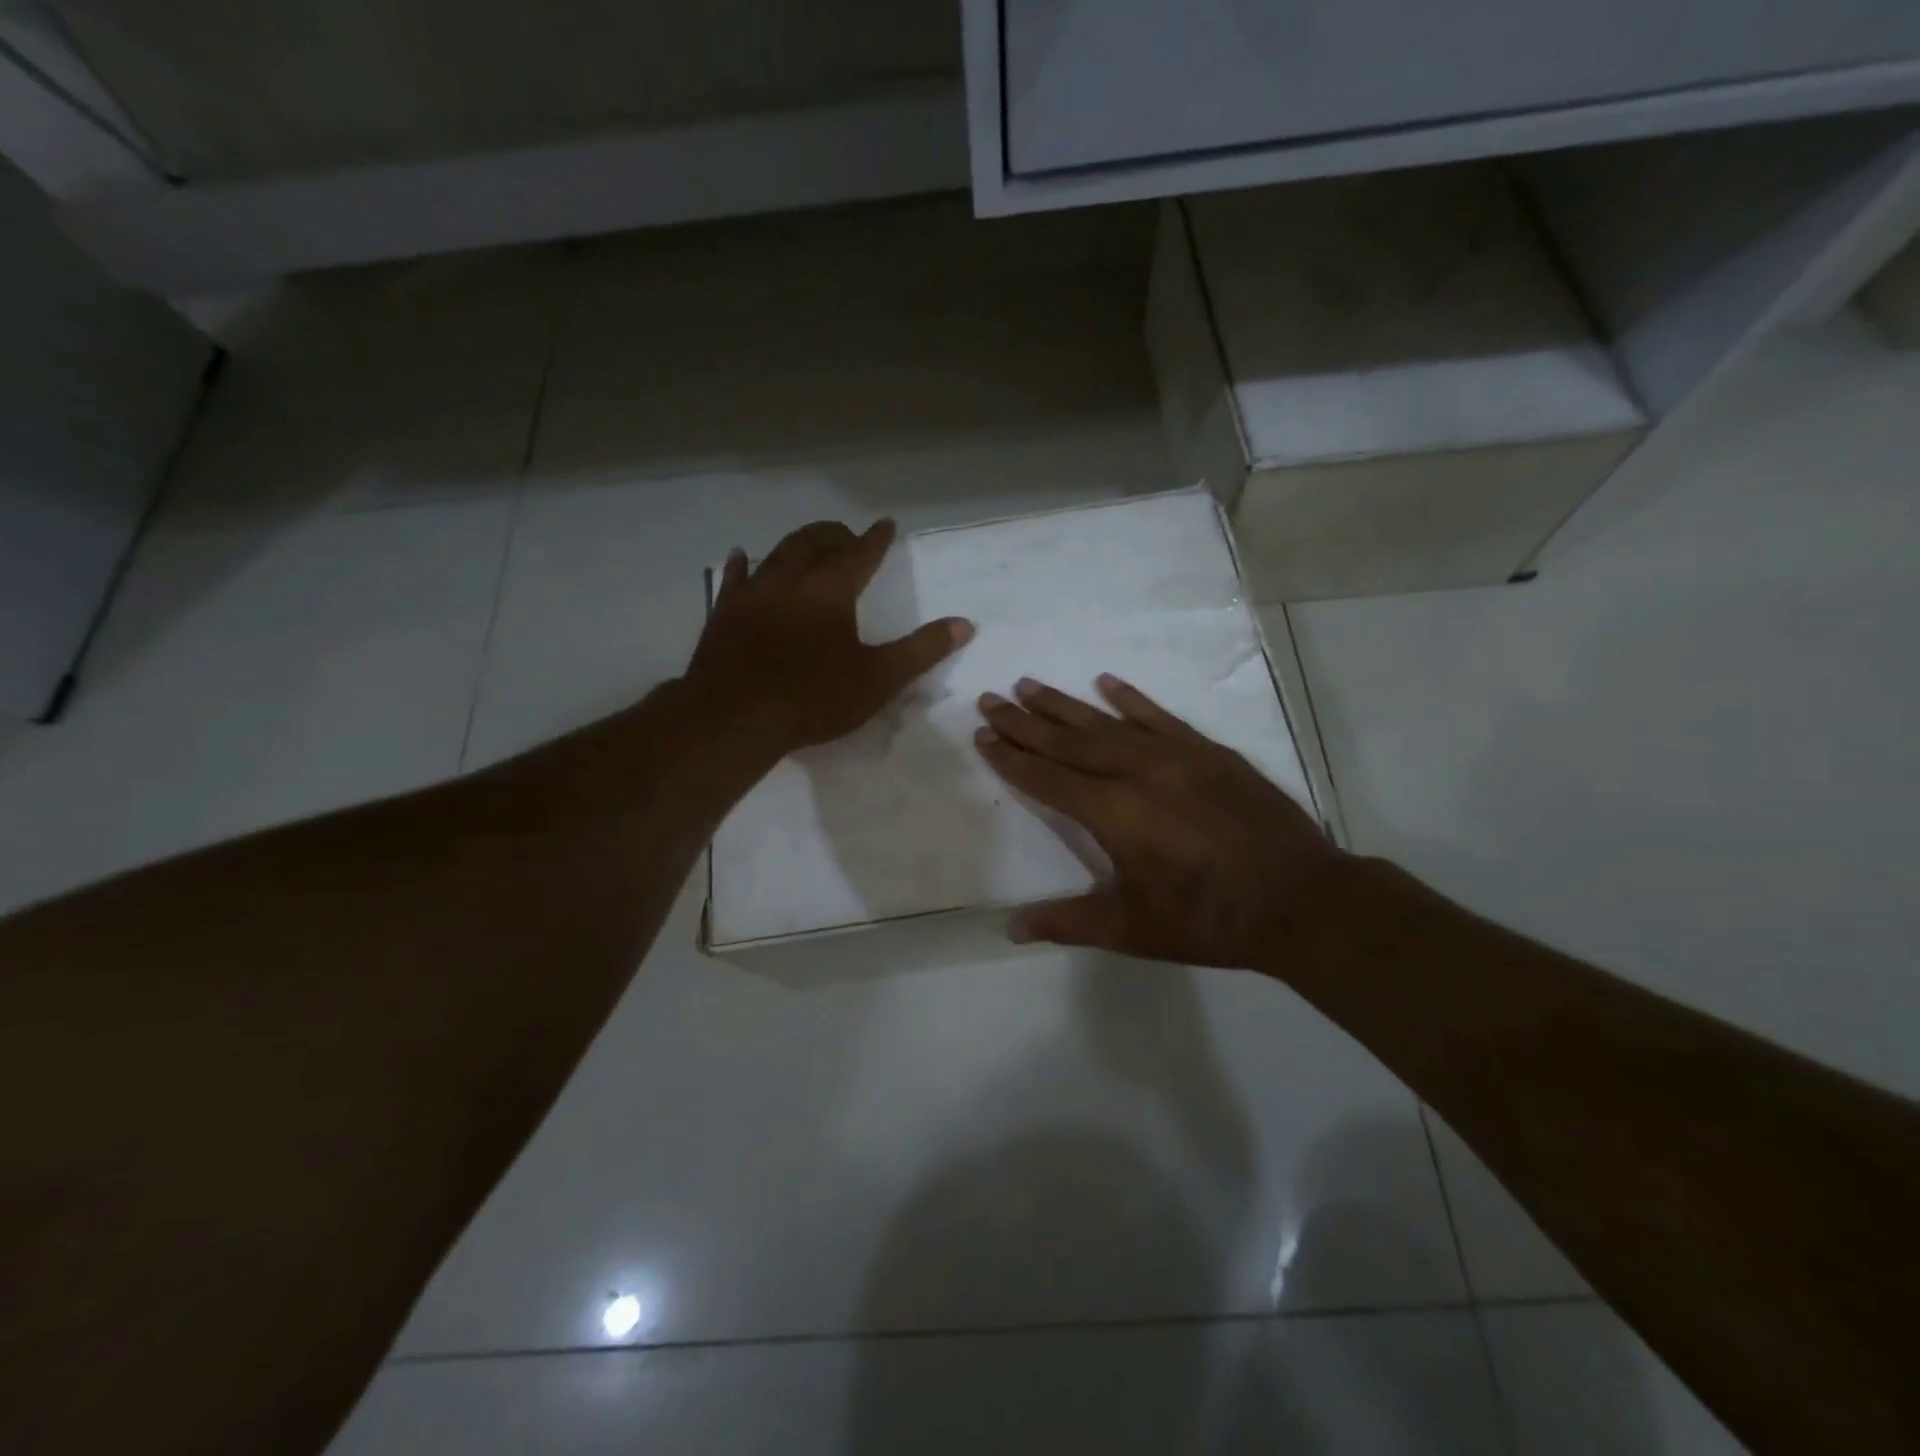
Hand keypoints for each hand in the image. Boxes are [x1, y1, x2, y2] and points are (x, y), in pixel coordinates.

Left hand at [686, 519, 972, 752]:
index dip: (877, 539)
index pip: (861, 553)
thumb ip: (922, 650)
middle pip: (815, 542)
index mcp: (832, 590)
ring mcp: (753, 592)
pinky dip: (743, 563)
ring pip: (777, 552)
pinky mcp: (724, 611)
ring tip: (809, 543)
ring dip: (797, 544)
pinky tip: (742, 556)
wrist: (736, 717)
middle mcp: (792, 578)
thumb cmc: (814, 698)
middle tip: (848, 536)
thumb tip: (965, 624)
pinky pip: (734, 577)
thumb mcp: (879, 679)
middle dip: (835, 534)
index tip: (887, 524)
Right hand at [974, 675, 1342, 968]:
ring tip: (1031, 684)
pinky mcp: (1208, 751)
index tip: (983, 735)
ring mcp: (1175, 756)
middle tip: (991, 698)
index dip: (1011, 758)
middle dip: (1025, 722)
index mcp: (1113, 813)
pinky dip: (1131, 700)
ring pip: (1107, 723)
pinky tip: (1107, 682)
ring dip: (1065, 704)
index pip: (1046, 779)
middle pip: (1068, 742)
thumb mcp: (1132, 929)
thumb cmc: (1208, 919)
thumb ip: (1068, 922)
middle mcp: (1136, 773)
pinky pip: (1160, 717)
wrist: (1299, 899)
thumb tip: (1010, 928)